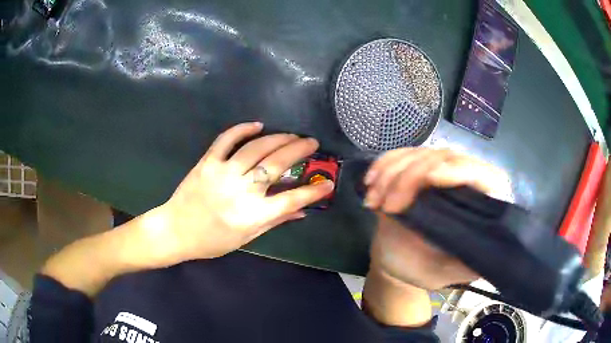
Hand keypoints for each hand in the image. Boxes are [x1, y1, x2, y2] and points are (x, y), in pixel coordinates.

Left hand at [141, 122, 333, 266]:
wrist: (176, 231)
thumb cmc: (212, 241)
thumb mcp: (246, 238)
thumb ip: (274, 221)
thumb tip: (300, 211)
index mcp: (251, 215)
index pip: (291, 201)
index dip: (313, 192)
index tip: (329, 184)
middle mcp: (240, 191)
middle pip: (276, 166)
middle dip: (299, 151)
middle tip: (312, 143)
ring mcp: (222, 173)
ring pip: (256, 148)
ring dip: (278, 138)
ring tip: (292, 135)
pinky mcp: (207, 162)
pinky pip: (226, 139)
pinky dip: (242, 129)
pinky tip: (258, 125)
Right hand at [364, 148, 510, 289]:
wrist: (397, 263)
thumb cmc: (426, 270)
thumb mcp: (449, 273)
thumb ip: (470, 264)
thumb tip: (491, 252)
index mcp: (478, 205)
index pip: (483, 175)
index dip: (462, 170)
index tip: (432, 178)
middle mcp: (462, 181)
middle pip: (445, 157)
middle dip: (412, 177)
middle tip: (390, 207)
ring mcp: (437, 172)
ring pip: (419, 153)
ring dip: (392, 172)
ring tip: (375, 201)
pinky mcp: (414, 169)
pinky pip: (400, 155)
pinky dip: (383, 165)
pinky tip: (370, 182)